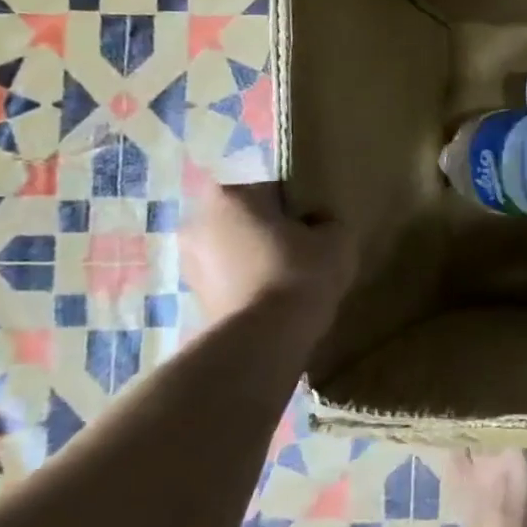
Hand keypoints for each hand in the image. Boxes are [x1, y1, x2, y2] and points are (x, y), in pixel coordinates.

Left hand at [181, 181, 353, 338]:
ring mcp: (189, 261)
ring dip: (255, 256)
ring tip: (288, 277)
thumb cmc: (301, 271)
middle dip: (270, 229)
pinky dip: (247, 281)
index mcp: (231, 195)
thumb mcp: (337, 236)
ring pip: (234, 248)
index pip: (273, 189)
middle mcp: (198, 221)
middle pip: (247, 217)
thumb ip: (326, 220)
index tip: (315, 226)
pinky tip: (273, 297)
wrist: (266, 336)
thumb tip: (316, 224)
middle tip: (302, 249)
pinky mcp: (193, 295)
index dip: (298, 206)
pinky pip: (228, 277)